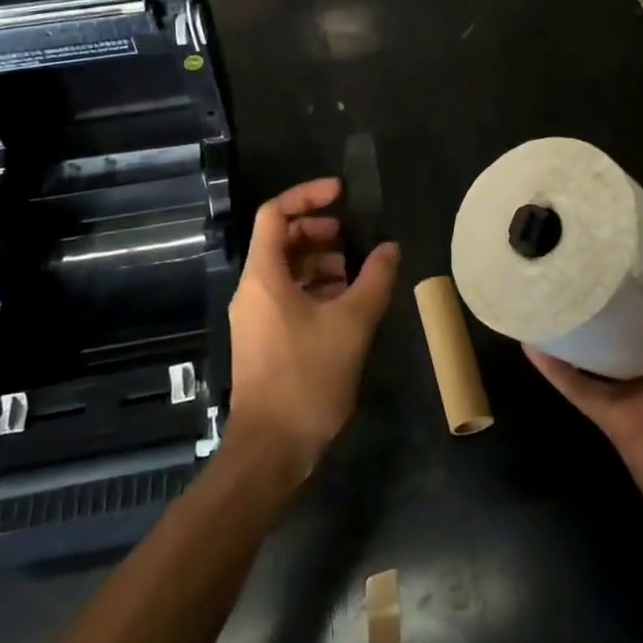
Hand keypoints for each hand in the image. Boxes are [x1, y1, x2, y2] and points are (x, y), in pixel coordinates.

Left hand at [226, 178, 399, 482]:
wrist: (271, 449)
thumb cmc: (307, 378)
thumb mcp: (352, 324)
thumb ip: (374, 280)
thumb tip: (389, 248)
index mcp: (264, 276)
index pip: (275, 213)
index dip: (307, 196)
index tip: (341, 193)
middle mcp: (253, 289)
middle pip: (280, 240)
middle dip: (318, 231)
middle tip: (352, 238)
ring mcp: (256, 316)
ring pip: (286, 270)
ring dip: (320, 262)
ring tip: (356, 274)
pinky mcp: (264, 338)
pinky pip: (288, 296)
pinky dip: (315, 289)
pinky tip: (346, 304)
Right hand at [526, 245, 642, 566]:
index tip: (623, 234)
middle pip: (629, 321)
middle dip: (608, 292)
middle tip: (573, 252)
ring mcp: (637, 392)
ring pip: (599, 351)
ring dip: (577, 325)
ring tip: (547, 287)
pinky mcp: (615, 420)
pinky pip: (580, 390)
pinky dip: (556, 370)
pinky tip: (532, 343)